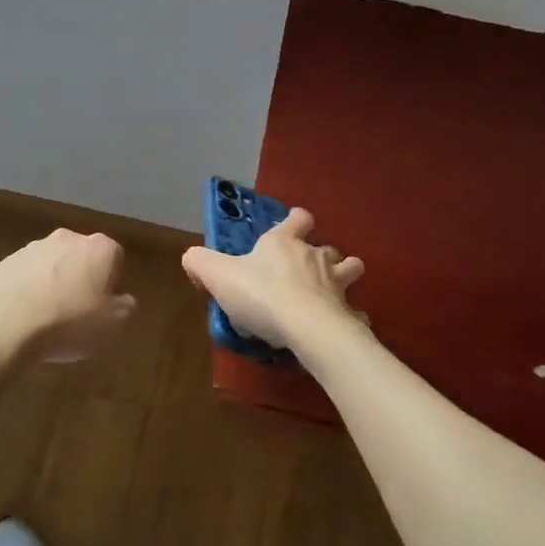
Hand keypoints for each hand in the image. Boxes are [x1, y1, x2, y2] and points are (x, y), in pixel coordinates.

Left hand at [0, 229, 136, 361]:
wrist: (7, 324)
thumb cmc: (70, 322)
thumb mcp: (113, 324)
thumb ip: (125, 307)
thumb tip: (122, 300)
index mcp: (99, 248)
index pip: (115, 258)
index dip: (112, 283)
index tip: (104, 306)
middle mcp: (68, 238)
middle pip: (82, 257)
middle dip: (82, 278)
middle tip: (79, 311)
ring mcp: (34, 247)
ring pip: (53, 265)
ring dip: (54, 283)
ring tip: (48, 318)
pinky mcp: (7, 261)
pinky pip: (27, 275)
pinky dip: (29, 290)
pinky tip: (25, 316)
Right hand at [181, 208, 363, 350]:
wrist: (306, 327)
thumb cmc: (261, 294)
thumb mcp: (218, 275)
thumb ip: (200, 263)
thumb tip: (190, 257)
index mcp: (284, 242)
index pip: (298, 218)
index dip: (296, 220)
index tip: (293, 226)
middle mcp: (315, 256)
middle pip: (327, 247)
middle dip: (322, 254)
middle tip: (308, 269)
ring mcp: (337, 284)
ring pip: (350, 270)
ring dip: (344, 276)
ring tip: (332, 291)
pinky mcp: (348, 313)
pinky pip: (353, 312)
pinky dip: (349, 316)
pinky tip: (340, 326)